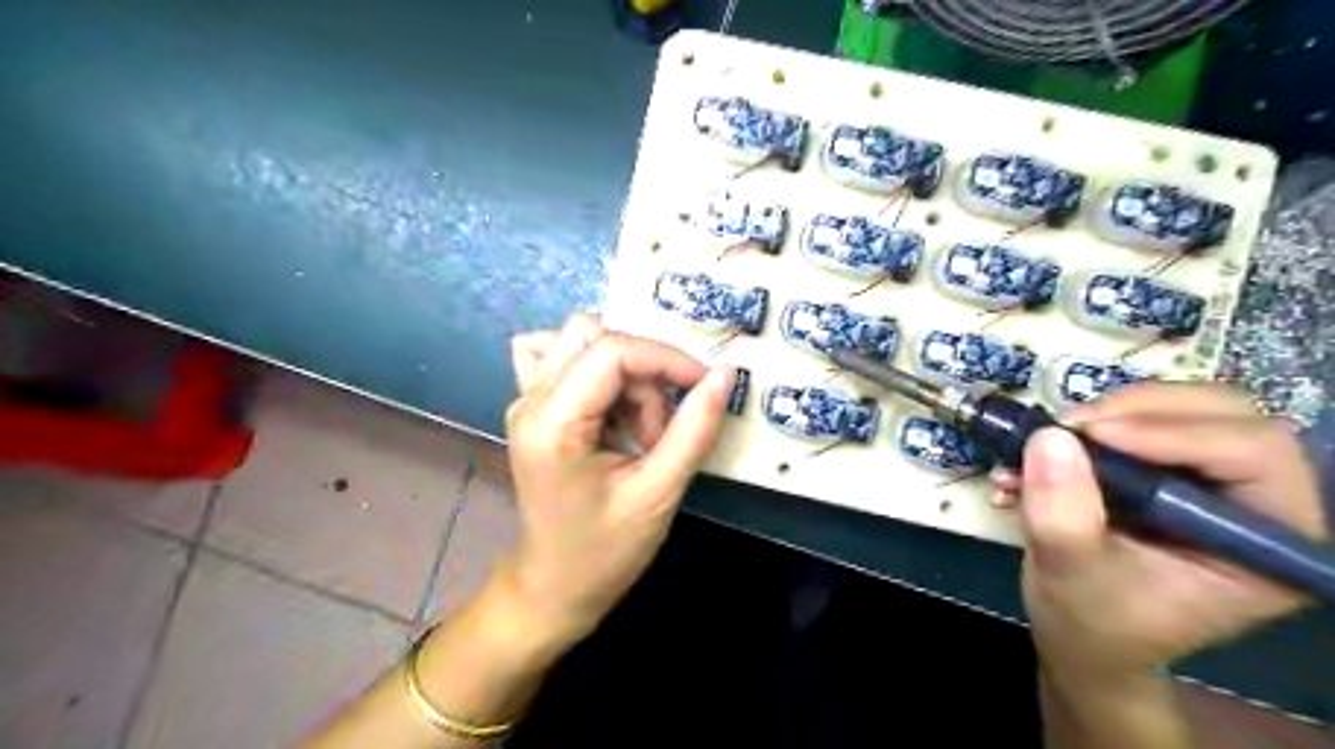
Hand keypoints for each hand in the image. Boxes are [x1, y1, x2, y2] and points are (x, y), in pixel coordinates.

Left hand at [504, 314, 734, 645]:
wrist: (554, 585)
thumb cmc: (605, 550)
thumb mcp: (659, 493)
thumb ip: (694, 430)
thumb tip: (724, 375)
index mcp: (553, 423)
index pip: (611, 351)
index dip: (666, 358)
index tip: (703, 385)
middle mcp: (530, 400)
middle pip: (595, 336)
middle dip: (643, 372)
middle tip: (659, 429)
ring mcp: (525, 400)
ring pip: (581, 341)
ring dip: (624, 374)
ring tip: (635, 429)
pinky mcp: (533, 406)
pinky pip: (561, 357)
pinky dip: (595, 369)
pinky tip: (608, 406)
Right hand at [991, 387, 1323, 682]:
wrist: (1080, 634)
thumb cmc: (1093, 621)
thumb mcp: (1072, 573)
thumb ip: (1062, 514)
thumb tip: (1050, 437)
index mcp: (1268, 544)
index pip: (1254, 455)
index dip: (1174, 433)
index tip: (1091, 435)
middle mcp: (1254, 503)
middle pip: (1223, 414)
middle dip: (1138, 410)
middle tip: (1068, 426)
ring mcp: (1211, 481)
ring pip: (1180, 407)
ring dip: (1106, 414)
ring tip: (1047, 442)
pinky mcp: (1167, 469)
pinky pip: (1138, 419)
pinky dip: (1085, 426)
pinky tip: (1038, 455)